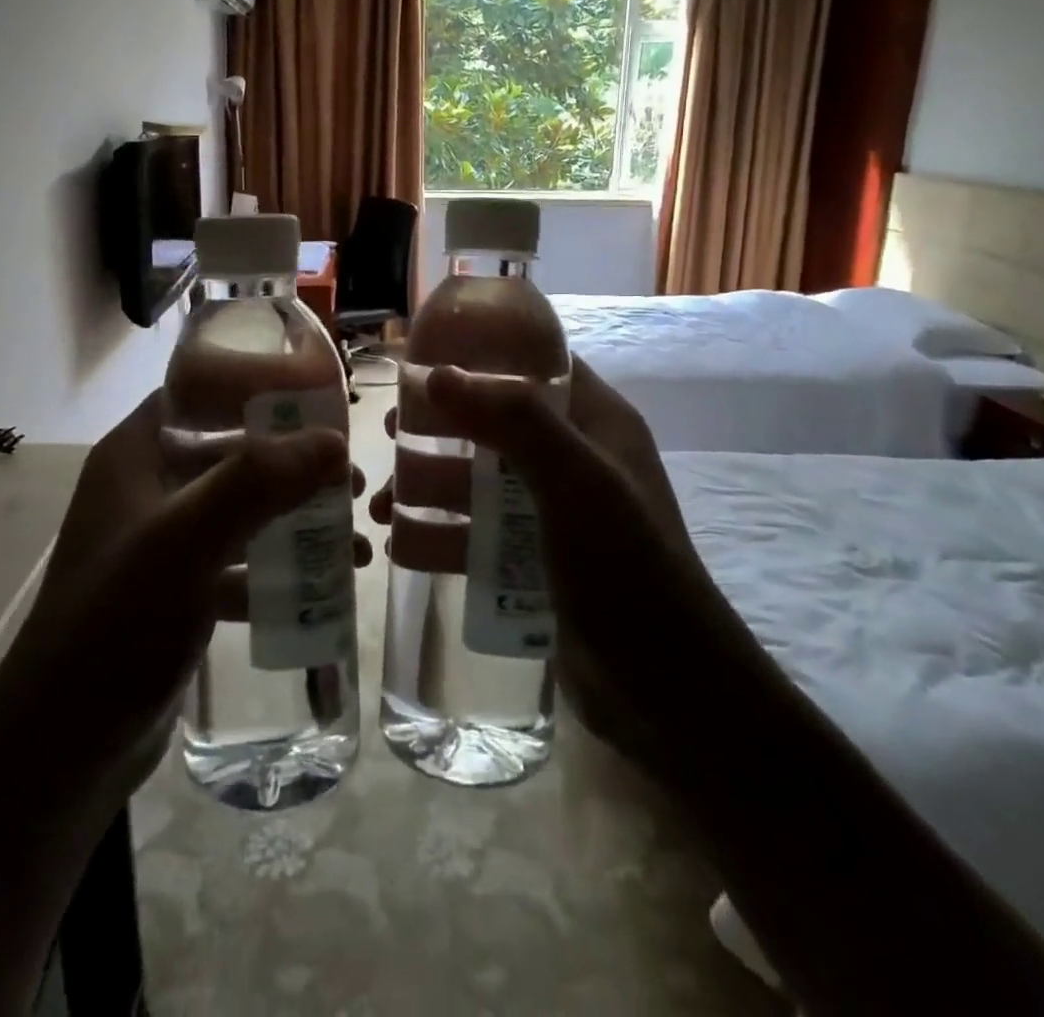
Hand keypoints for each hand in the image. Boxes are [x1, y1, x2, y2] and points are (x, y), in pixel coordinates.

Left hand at [14, 389, 368, 808]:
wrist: (60, 750)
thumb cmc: (114, 625)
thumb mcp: (184, 543)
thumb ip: (255, 483)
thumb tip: (334, 441)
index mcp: (135, 454)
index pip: (199, 391)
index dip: (257, 385)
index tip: (321, 399)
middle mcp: (147, 487)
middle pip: (232, 451)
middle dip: (293, 462)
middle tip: (350, 479)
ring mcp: (162, 541)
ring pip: (241, 508)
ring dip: (295, 516)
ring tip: (352, 538)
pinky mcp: (178, 590)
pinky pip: (239, 559)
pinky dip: (279, 567)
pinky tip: (325, 586)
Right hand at [371, 358, 722, 768]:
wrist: (664, 689)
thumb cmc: (626, 566)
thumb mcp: (576, 481)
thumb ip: (513, 419)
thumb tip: (436, 374)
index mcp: (596, 423)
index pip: (537, 364)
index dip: (484, 353)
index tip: (423, 359)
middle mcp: (574, 458)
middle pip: (495, 422)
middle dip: (441, 426)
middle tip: (390, 434)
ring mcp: (553, 511)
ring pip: (478, 479)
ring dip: (429, 484)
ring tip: (379, 504)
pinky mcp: (535, 559)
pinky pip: (477, 530)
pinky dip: (440, 532)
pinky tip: (399, 544)